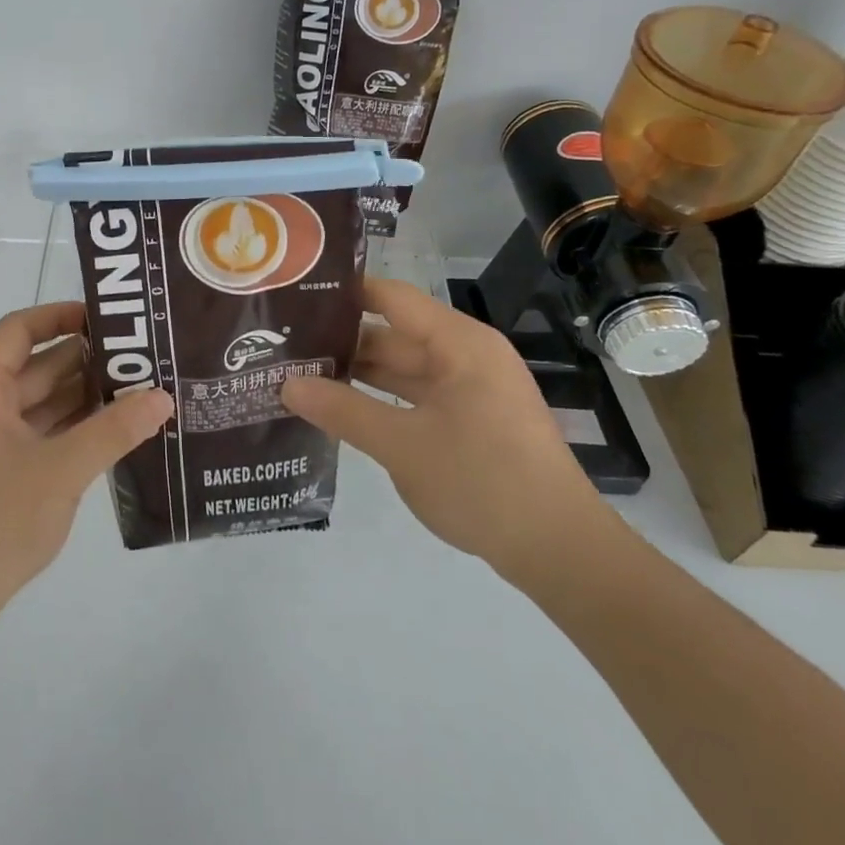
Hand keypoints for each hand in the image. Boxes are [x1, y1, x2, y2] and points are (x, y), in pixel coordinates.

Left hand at [0, 302, 172, 620]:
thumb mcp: (62, 469)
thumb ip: (115, 430)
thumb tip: (163, 397)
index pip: (20, 329)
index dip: (62, 315)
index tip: (109, 318)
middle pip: (37, 364)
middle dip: (88, 359)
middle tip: (143, 353)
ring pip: (42, 400)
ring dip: (85, 395)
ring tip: (141, 385)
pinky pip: (41, 430)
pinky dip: (74, 426)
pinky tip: (117, 427)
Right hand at [280, 278, 609, 581]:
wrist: (560, 551)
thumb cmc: (482, 482)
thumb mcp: (402, 446)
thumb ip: (342, 410)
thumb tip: (286, 384)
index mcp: (458, 343)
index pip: (390, 297)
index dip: (343, 294)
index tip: (294, 298)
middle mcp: (466, 355)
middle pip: (393, 334)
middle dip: (342, 342)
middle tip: (284, 347)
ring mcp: (472, 388)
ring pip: (403, 368)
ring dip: (359, 374)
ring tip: (301, 375)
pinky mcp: (474, 419)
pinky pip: (418, 395)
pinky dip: (383, 399)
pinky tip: (343, 409)